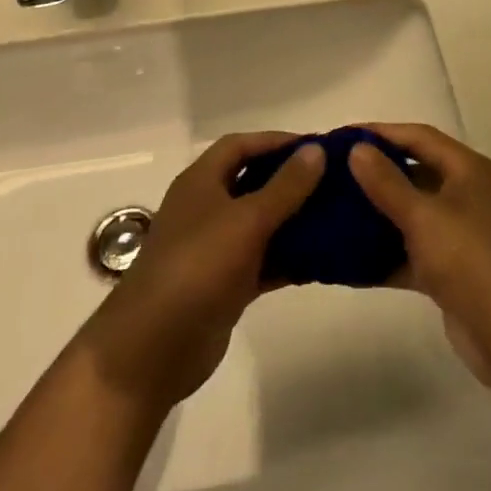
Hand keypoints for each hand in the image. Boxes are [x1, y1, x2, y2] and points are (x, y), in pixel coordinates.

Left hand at [77, 132, 323, 412]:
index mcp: (201, 182)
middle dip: (291, 180)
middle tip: (334, 181)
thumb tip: (316, 150)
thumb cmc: (197, 268)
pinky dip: (289, 258)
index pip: (240, 145)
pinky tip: (323, 259)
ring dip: (294, 220)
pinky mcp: (225, 284)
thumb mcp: (246, 220)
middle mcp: (206, 208)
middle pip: (252, 182)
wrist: (153, 349)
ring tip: (338, 216)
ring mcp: (215, 248)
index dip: (276, 141)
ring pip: (261, 224)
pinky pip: (263, 261)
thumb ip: (285, 186)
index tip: (317, 147)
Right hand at [348, 123, 490, 387]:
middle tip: (333, 173)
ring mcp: (462, 234)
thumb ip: (387, 182)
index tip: (341, 136)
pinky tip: (349, 260)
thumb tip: (357, 149)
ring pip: (412, 214)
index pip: (419, 136)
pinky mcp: (453, 270)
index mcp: (469, 170)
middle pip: (415, 172)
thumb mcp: (423, 215)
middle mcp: (468, 195)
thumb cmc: (469, 259)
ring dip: (378, 214)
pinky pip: (412, 251)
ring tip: (334, 211)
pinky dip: (386, 254)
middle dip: (375, 173)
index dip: (380, 132)